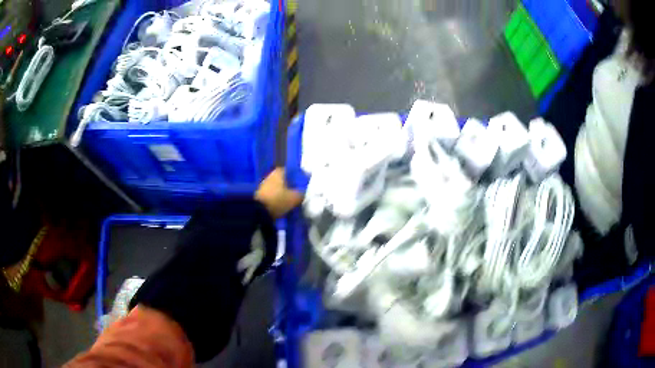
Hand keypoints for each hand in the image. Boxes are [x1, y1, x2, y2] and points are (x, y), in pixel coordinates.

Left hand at [255, 168, 302, 217]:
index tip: (303, 184)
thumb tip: (303, 192)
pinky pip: (273, 193)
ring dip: (284, 192)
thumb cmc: (278, 200)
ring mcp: (264, 184)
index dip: (298, 176)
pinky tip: (283, 203)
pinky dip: (278, 197)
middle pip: (284, 179)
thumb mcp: (294, 198)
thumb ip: (301, 193)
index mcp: (279, 172)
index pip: (291, 170)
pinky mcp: (261, 194)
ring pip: (278, 187)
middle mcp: (271, 175)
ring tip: (291, 200)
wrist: (258, 211)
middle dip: (291, 185)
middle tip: (298, 193)